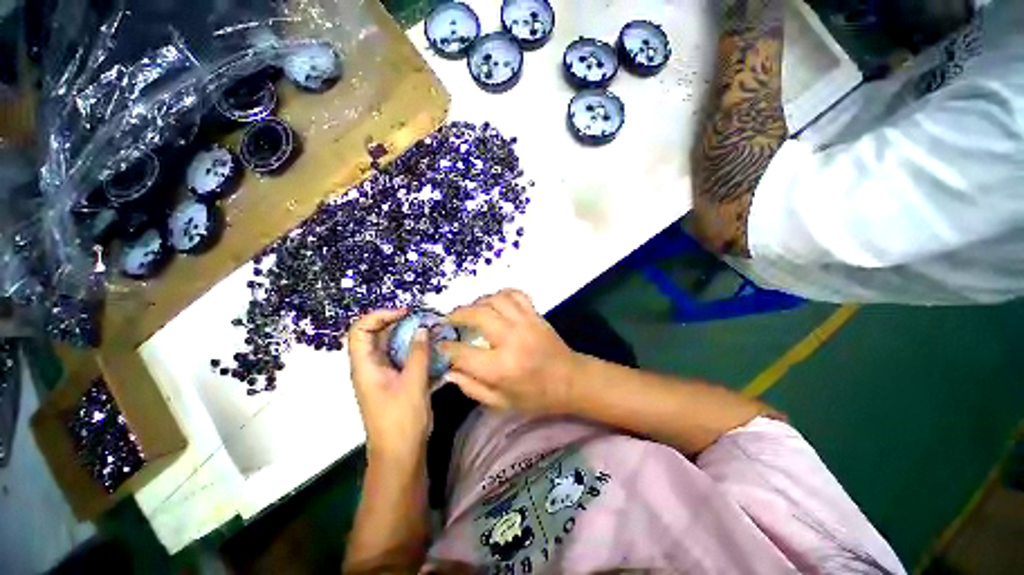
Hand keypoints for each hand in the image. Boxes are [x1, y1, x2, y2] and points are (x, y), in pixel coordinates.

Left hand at [348, 309, 431, 462]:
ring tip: (431, 330)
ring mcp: (383, 373)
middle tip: (424, 319)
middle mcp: (371, 366)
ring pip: (392, 345)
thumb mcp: (413, 384)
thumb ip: (418, 353)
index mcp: (365, 366)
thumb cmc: (401, 420)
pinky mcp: (395, 380)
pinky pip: (402, 357)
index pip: (360, 330)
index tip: (406, 313)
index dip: (379, 315)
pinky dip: (416, 348)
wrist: (400, 453)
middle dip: (400, 322)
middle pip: (377, 334)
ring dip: (410, 335)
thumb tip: (422, 328)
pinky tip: (433, 348)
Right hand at [439, 289, 579, 414]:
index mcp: (501, 367)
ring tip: (470, 310)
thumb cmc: (536, 397)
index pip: (463, 353)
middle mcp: (511, 339)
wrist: (571, 380)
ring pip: (495, 300)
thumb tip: (449, 371)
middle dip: (457, 314)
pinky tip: (494, 302)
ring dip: (478, 302)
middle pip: (477, 315)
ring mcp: (526, 323)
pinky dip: (501, 294)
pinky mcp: (535, 315)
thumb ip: (472, 388)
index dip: (446, 348)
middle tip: (449, 319)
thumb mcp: (501, 403)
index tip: (440, 344)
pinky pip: (516, 294)